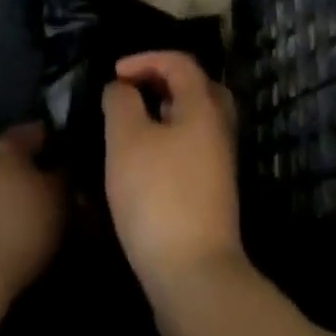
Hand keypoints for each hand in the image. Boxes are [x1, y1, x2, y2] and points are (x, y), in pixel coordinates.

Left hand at [0, 122, 65, 300]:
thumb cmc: (17, 230)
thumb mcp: (58, 201)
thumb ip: (64, 177)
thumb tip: (63, 170)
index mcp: (5, 142)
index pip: (37, 131)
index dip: (56, 145)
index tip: (70, 163)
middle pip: (10, 156)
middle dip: (29, 171)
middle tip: (49, 193)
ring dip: (8, 195)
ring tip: (28, 219)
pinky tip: (4, 235)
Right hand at [103, 51, 242, 291]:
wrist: (195, 276)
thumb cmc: (158, 196)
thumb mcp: (127, 141)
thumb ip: (121, 103)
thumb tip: (121, 87)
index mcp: (204, 104)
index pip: (179, 62)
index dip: (146, 59)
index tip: (115, 73)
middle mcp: (219, 126)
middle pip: (196, 86)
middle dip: (162, 81)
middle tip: (132, 91)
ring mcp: (220, 161)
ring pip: (196, 119)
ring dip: (166, 112)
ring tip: (134, 124)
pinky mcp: (214, 192)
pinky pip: (193, 146)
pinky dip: (171, 138)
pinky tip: (147, 161)